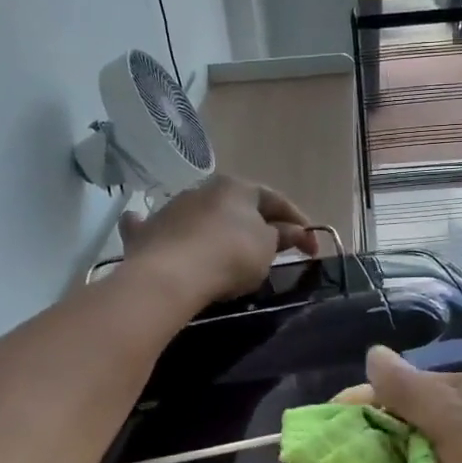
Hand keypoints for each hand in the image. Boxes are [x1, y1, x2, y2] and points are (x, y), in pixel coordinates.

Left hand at [119, 176, 316, 308]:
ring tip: (229, 252)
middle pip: (238, 207)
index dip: (299, 224)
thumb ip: (281, 237)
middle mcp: (204, 189)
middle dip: (257, 225)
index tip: (313, 249)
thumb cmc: (230, 255)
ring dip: (217, 228)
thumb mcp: (267, 249)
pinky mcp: (148, 231)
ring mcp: (173, 208)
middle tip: (273, 249)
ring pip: (203, 216)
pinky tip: (164, 234)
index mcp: (238, 187)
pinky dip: (169, 232)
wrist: (170, 275)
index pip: (276, 200)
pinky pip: (164, 229)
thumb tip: (290, 231)